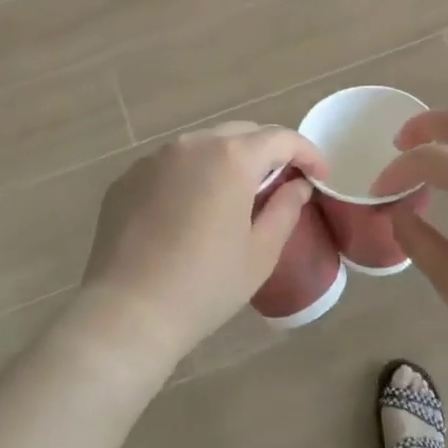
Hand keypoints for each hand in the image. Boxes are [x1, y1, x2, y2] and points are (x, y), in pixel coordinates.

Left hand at [77, 123, 325, 371]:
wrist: (128, 313)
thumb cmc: (205, 285)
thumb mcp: (260, 253)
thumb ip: (285, 209)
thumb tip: (298, 185)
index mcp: (231, 158)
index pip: (281, 138)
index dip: (307, 153)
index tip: (320, 175)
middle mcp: (192, 145)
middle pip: (241, 133)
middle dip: (267, 152)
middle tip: (280, 183)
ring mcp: (153, 158)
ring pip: (203, 146)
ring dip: (226, 161)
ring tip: (234, 196)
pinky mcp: (127, 178)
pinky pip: (170, 165)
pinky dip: (190, 176)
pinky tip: (189, 212)